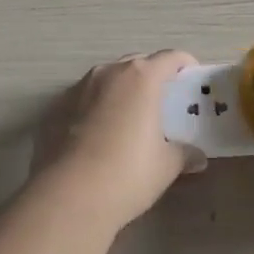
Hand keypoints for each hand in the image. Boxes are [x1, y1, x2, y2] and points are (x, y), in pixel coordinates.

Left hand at [31, 50, 204, 231]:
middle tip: (163, 100)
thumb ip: (184, 154)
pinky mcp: (56, 108)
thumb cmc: (128, 173)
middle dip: (152, 75)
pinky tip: (99, 134)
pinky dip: (97, 107)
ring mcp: (79, 88)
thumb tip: (198, 157)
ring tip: (129, 117)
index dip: (184, 64)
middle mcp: (109, 72)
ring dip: (122, 90)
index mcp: (141, 77)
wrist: (68, 197)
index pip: (170, 57)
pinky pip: (85, 98)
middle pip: (138, 63)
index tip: (191, 77)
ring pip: (108, 79)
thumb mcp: (166, 166)